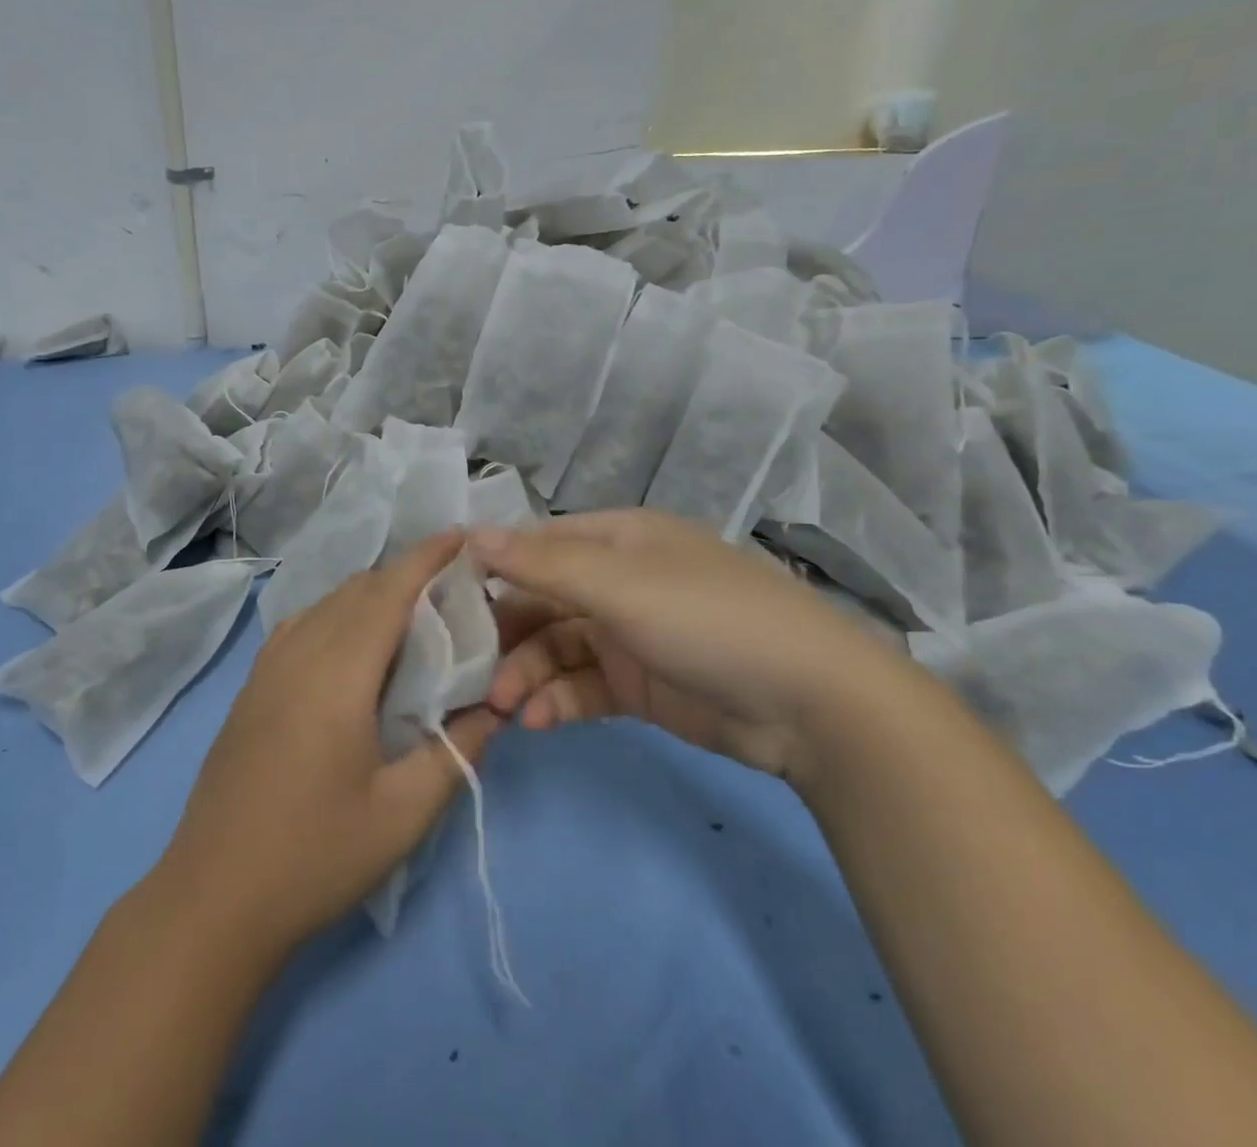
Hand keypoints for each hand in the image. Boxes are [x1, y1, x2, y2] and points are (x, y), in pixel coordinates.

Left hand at [155, 531, 499, 954]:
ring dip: (371, 594)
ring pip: (327, 602)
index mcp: (338, 674)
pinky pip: (303, 625)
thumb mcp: (403, 815)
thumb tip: (494, 709)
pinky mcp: (252, 686)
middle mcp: (299, 653)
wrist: (213, 897)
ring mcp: (267, 667)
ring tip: (412, 616)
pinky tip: (354, 648)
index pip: (388, 592)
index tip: (461, 536)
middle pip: (358, 589)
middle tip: (452, 591)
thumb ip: (456, 753)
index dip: (426, 557)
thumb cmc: (315, 856)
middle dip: (406, 575)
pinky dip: (339, 614)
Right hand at [473, 510, 912, 780]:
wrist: (811, 702)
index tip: (445, 601)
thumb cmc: (706, 618)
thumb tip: (470, 534)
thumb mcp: (618, 584)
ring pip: (557, 648)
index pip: (537, 545)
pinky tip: (537, 721)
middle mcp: (618, 580)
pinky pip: (583, 686)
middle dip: (506, 635)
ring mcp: (629, 634)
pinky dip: (558, 701)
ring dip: (528, 674)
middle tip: (469, 671)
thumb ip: (541, 564)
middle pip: (542, 601)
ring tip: (503, 707)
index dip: (492, 568)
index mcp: (616, 539)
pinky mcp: (639, 684)